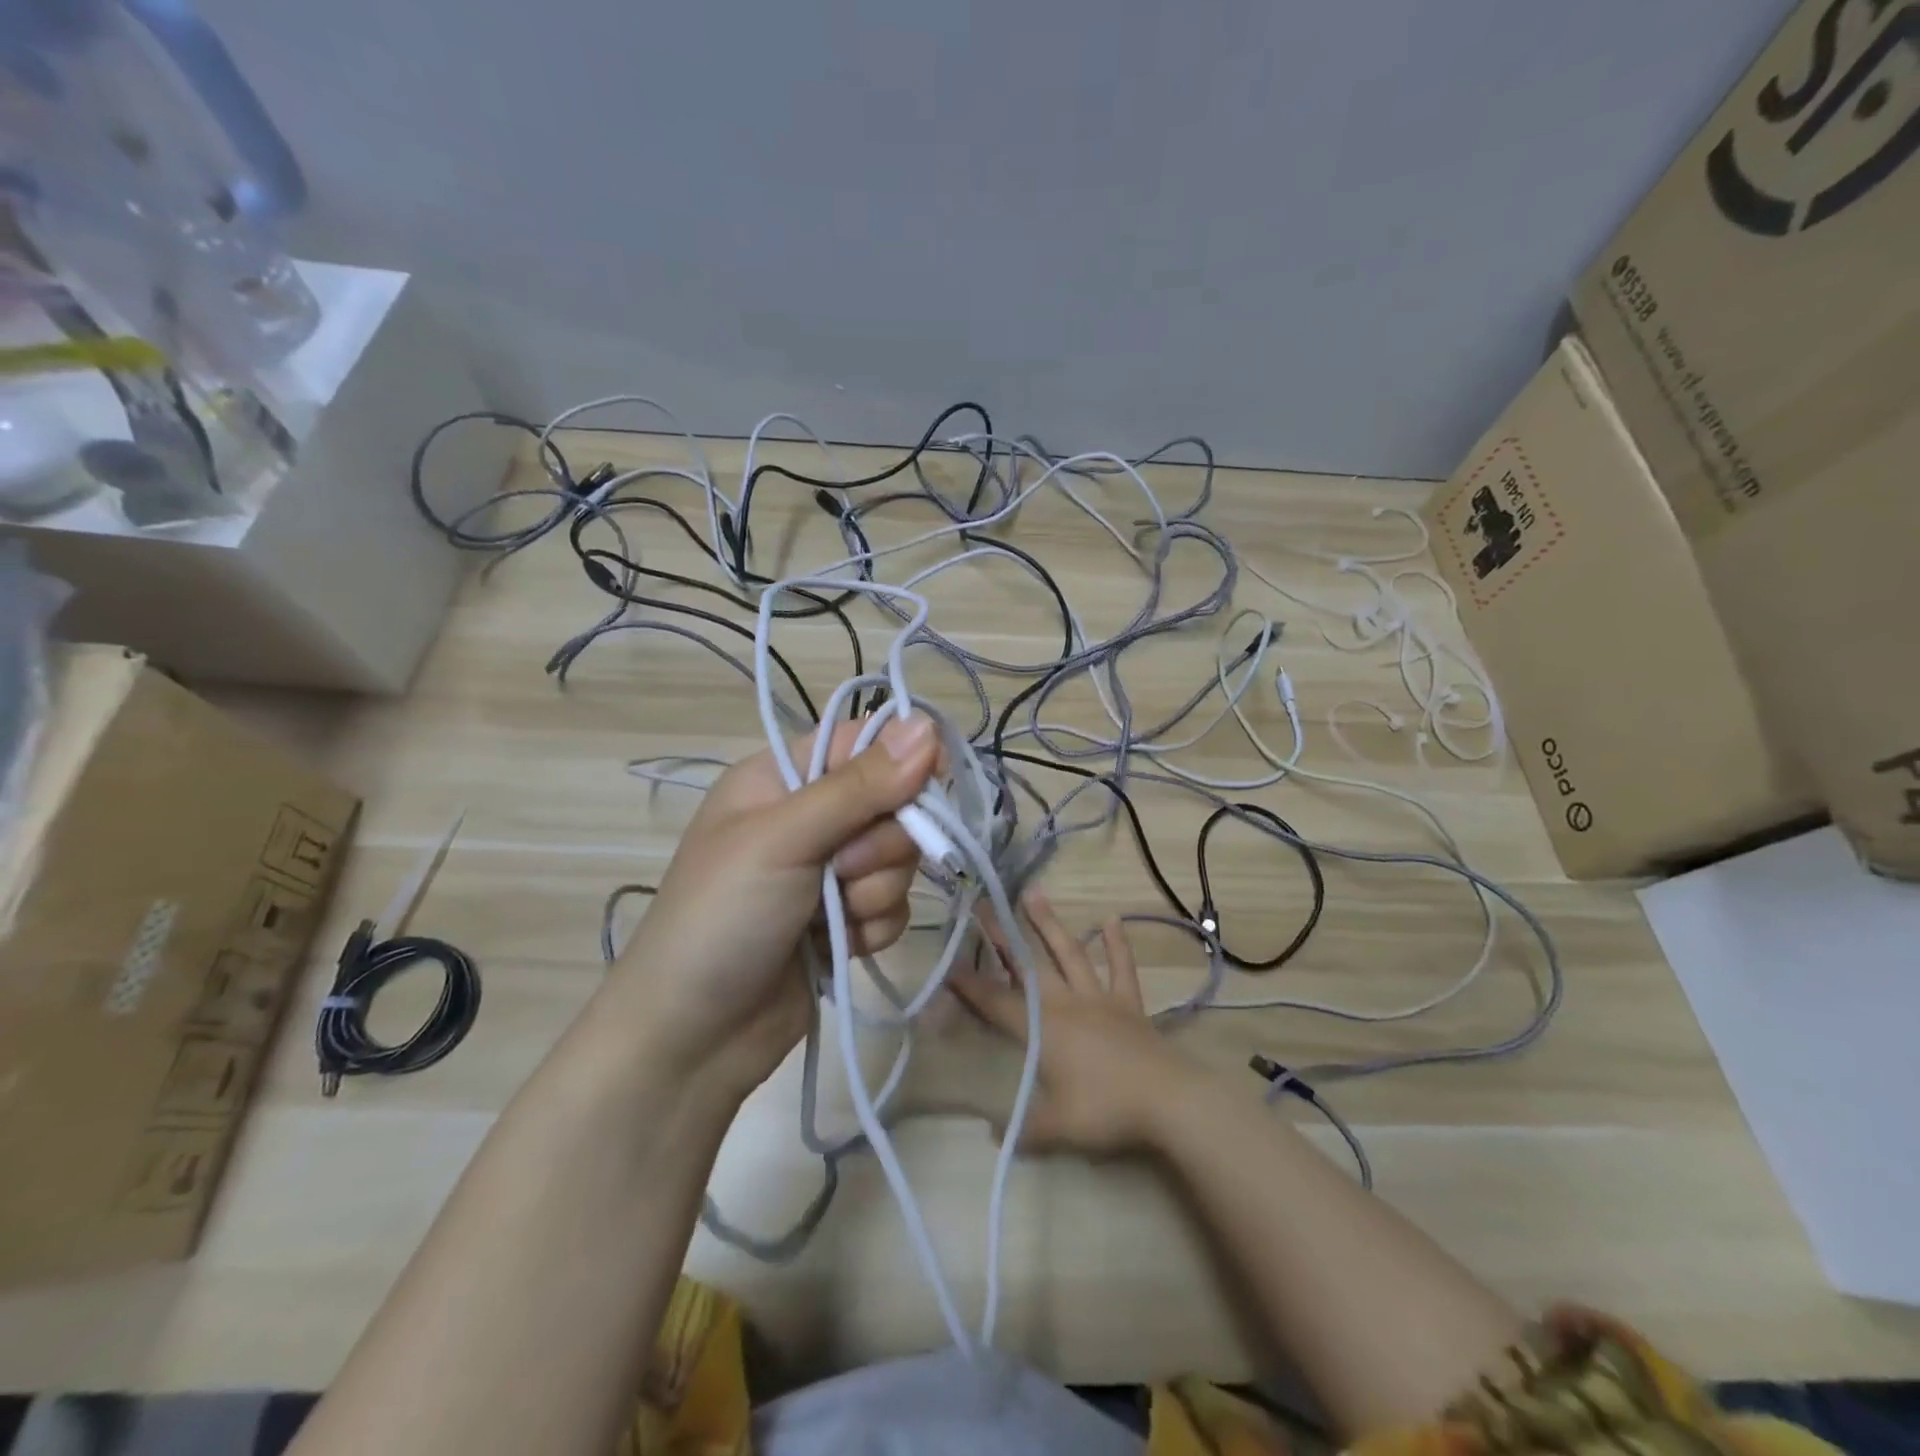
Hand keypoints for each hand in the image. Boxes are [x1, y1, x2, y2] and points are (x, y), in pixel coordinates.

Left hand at [607, 713, 938, 1097]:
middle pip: (893, 804)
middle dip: (880, 843)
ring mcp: (829, 872)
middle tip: (841, 870)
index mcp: (782, 779)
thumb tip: (928, 725)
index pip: (862, 743)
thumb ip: (859, 785)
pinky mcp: (846, 919)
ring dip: (874, 891)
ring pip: (899, 859)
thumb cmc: (722, 918)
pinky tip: (839, 946)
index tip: (929, 782)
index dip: (902, 759)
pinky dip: (873, 927)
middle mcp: (810, 818)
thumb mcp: (784, 839)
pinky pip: (894, 906)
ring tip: (832, 917)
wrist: (692, 1037)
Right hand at [952, 891, 1195, 1155]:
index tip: (947, 963)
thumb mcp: (1057, 1128)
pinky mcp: (1128, 1003)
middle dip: (1002, 936)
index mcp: (1043, 1029)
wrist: (1168, 1099)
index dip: (970, 985)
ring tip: (1034, 893)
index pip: (996, 1002)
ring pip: (1069, 953)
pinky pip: (1121, 968)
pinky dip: (1116, 944)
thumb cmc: (1106, 1110)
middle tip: (984, 906)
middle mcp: (1065, 1003)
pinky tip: (1111, 919)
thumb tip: (993, 1135)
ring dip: (1050, 925)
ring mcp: (1099, 998)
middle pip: (1028, 965)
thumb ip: (1024, 1129)